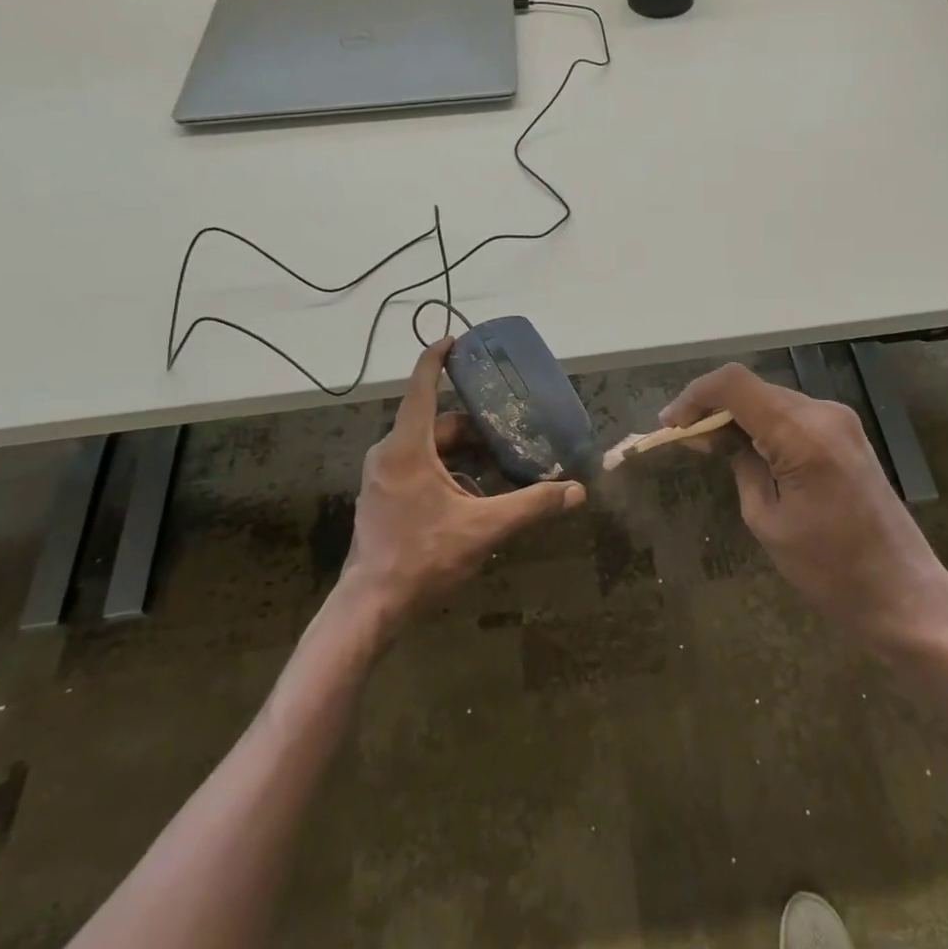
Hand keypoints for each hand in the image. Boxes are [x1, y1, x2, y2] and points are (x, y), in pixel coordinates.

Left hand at [335, 339, 584, 637]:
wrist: (371, 607)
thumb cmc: (423, 558)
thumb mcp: (484, 528)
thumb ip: (531, 505)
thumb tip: (576, 491)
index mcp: (407, 448)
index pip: (421, 387)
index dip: (436, 359)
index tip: (455, 340)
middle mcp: (389, 454)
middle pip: (437, 424)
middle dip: (474, 427)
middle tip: (508, 433)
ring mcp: (381, 477)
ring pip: (428, 448)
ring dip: (463, 453)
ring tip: (499, 467)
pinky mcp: (382, 497)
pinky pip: (418, 467)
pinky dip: (448, 471)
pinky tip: (474, 497)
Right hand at [660, 362, 947, 653]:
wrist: (903, 593)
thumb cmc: (830, 570)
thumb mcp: (767, 520)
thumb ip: (740, 464)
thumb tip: (716, 436)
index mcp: (802, 433)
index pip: (734, 384)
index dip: (694, 395)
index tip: (669, 424)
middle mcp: (823, 412)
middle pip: (752, 388)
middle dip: (712, 407)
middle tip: (682, 439)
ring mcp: (840, 420)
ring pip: (771, 399)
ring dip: (736, 415)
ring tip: (706, 444)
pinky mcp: (846, 433)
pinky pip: (792, 415)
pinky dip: (762, 424)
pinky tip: (744, 448)